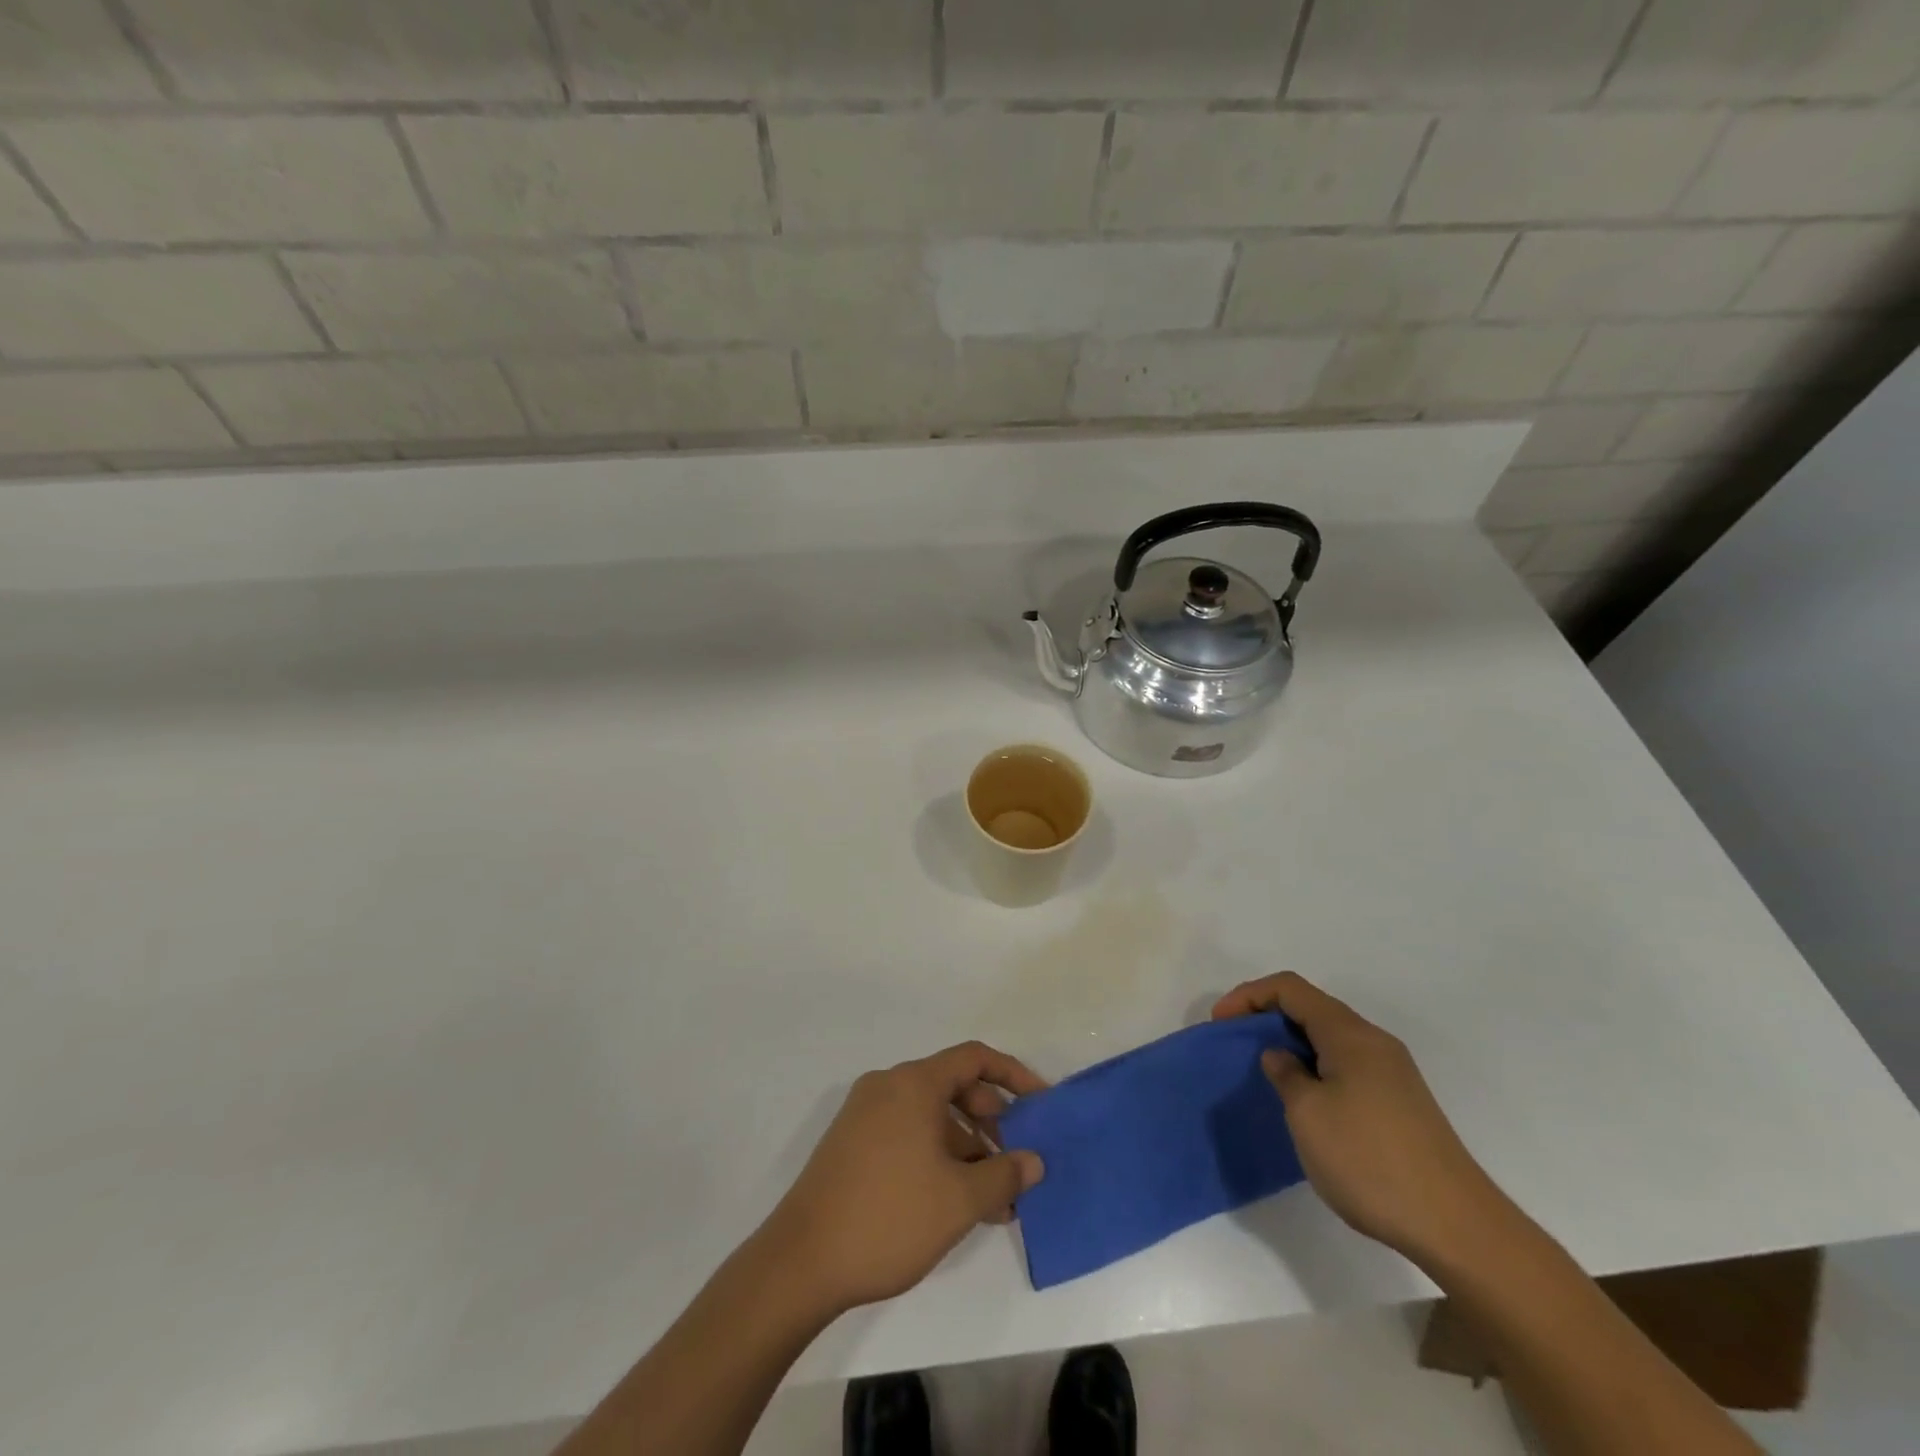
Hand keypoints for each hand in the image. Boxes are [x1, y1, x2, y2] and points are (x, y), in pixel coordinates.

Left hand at [760, 1041, 1046, 1313]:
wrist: (801, 1262)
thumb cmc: (889, 1217)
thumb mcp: (959, 1200)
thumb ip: (1004, 1175)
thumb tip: (1033, 1161)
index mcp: (913, 1083)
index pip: (974, 1058)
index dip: (1013, 1075)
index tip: (1041, 1104)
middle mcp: (888, 1086)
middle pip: (952, 1086)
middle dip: (991, 1121)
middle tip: (1017, 1160)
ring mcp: (865, 1114)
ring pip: (930, 1115)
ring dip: (966, 1148)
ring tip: (993, 1199)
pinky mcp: (851, 1144)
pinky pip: (907, 1133)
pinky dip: (936, 1156)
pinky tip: (954, 1203)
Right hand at [1212, 972, 1513, 1270]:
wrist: (1457, 1227)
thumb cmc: (1370, 1161)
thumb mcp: (1307, 1115)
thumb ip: (1285, 1074)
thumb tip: (1280, 1056)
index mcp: (1350, 1034)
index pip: (1289, 988)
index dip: (1248, 996)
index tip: (1219, 1024)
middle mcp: (1373, 1042)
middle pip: (1311, 1007)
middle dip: (1267, 1017)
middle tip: (1235, 1045)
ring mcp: (1392, 1072)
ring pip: (1329, 1037)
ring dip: (1291, 1044)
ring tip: (1264, 1072)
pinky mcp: (1401, 1102)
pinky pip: (1345, 1064)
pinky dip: (1314, 1066)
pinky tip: (1304, 1101)